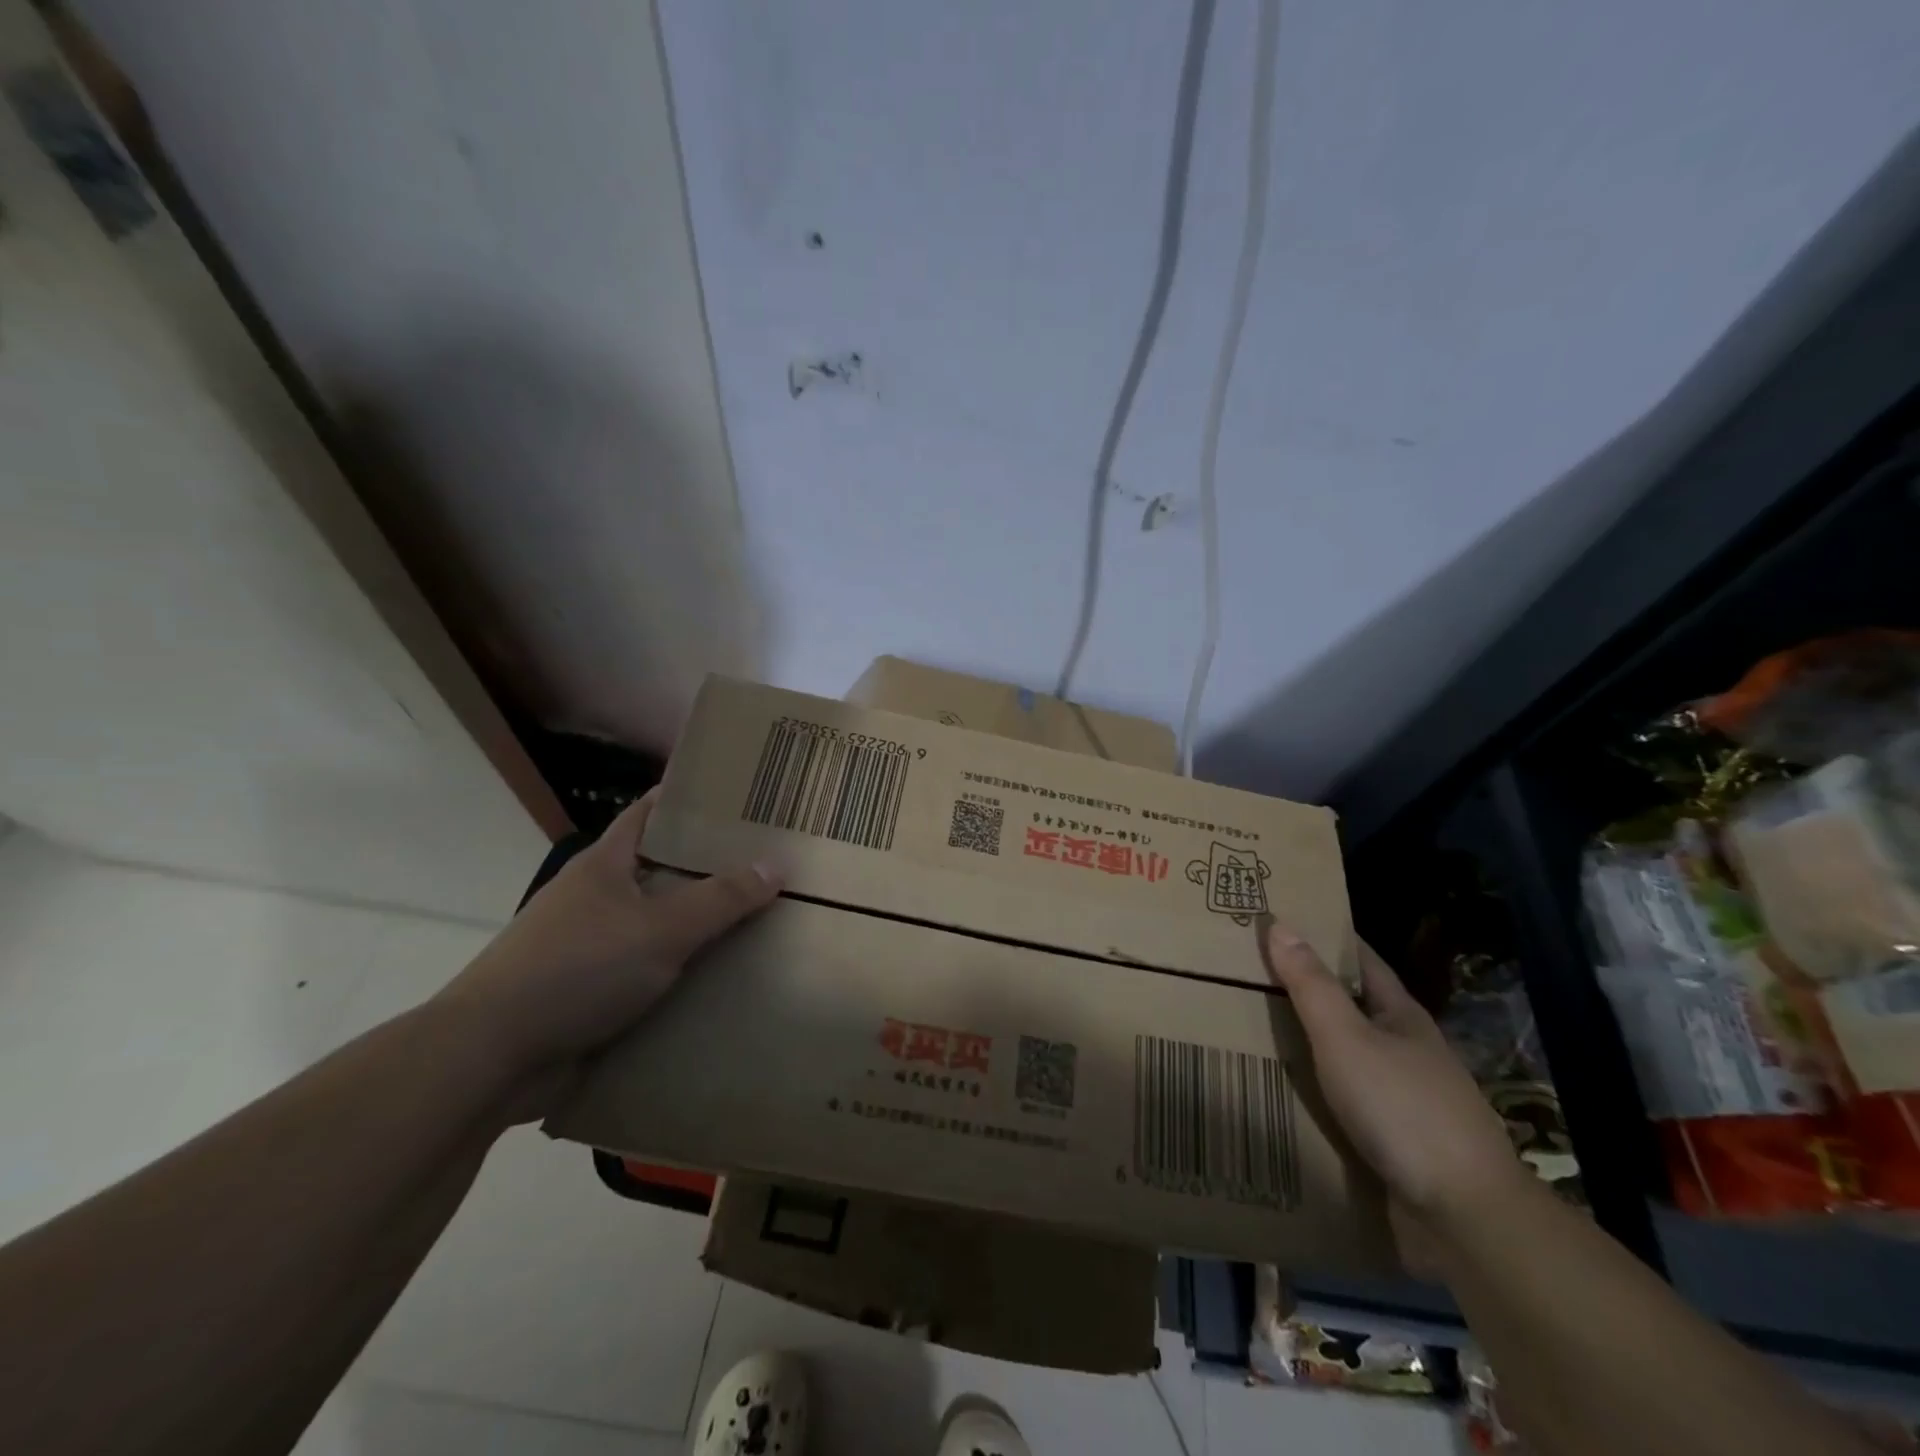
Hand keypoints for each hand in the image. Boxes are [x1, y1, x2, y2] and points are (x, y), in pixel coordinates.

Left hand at [436, 790, 780, 1111]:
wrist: (490, 1058)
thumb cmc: (577, 970)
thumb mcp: (660, 929)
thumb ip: (720, 899)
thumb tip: (776, 866)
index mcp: (604, 865)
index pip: (650, 813)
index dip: (689, 800)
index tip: (737, 797)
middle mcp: (595, 898)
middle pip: (658, 869)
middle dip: (707, 868)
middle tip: (766, 864)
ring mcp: (587, 946)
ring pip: (654, 924)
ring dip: (695, 926)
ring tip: (755, 922)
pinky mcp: (586, 992)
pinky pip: (645, 972)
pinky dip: (677, 973)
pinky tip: (716, 981)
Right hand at [1263, 922, 1530, 1257]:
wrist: (1464, 1216)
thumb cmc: (1402, 1108)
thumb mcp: (1346, 1038)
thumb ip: (1311, 985)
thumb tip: (1281, 924)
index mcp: (1402, 1016)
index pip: (1361, 960)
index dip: (1325, 937)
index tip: (1283, 920)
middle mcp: (1406, 1050)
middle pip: (1352, 1008)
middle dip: (1308, 991)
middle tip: (1249, 974)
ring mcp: (1404, 1098)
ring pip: (1347, 1057)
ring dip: (1309, 1045)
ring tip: (1253, 1031)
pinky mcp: (1395, 1141)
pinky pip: (1345, 1102)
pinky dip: (1315, 1091)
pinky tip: (1284, 1093)